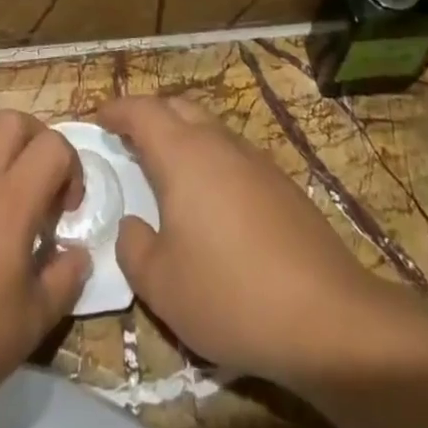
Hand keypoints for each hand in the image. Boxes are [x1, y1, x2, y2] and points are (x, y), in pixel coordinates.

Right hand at [96, 96, 388, 385]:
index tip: (97, 118)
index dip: (116, 109)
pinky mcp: (282, 185)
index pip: (142, 111)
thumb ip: (133, 247)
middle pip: (178, 107)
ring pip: (210, 129)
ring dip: (182, 136)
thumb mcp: (160, 284)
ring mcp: (256, 161)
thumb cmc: (230, 294)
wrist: (329, 319)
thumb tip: (133, 225)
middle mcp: (219, 144)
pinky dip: (211, 161)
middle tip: (128, 140)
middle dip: (149, 115)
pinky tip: (212, 203)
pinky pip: (234, 155)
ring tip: (166, 171)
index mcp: (183, 154)